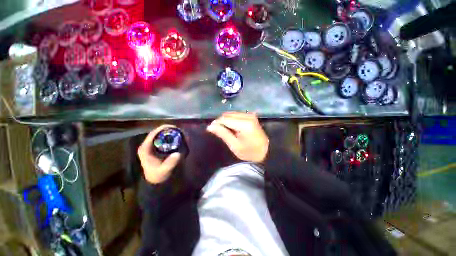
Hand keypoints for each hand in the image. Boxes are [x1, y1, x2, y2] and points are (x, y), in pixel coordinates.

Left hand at [137, 125, 181, 183]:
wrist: (156, 179)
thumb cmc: (158, 175)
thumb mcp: (164, 170)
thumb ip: (170, 163)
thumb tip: (178, 154)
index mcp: (145, 148)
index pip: (153, 134)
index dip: (163, 128)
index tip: (174, 127)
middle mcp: (148, 145)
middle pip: (158, 132)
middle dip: (169, 130)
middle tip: (180, 131)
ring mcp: (152, 146)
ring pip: (161, 135)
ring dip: (171, 133)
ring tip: (181, 134)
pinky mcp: (157, 147)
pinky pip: (164, 139)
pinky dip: (172, 137)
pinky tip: (179, 138)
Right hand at [207, 112, 268, 162]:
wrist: (266, 151)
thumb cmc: (250, 152)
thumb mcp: (234, 145)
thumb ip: (223, 133)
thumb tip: (210, 126)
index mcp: (244, 124)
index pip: (225, 119)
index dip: (216, 123)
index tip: (211, 129)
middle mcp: (247, 116)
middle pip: (228, 114)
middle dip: (221, 122)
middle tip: (219, 132)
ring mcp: (250, 115)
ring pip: (232, 114)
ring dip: (226, 121)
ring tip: (226, 131)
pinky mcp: (251, 116)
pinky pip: (237, 115)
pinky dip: (232, 120)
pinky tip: (233, 128)